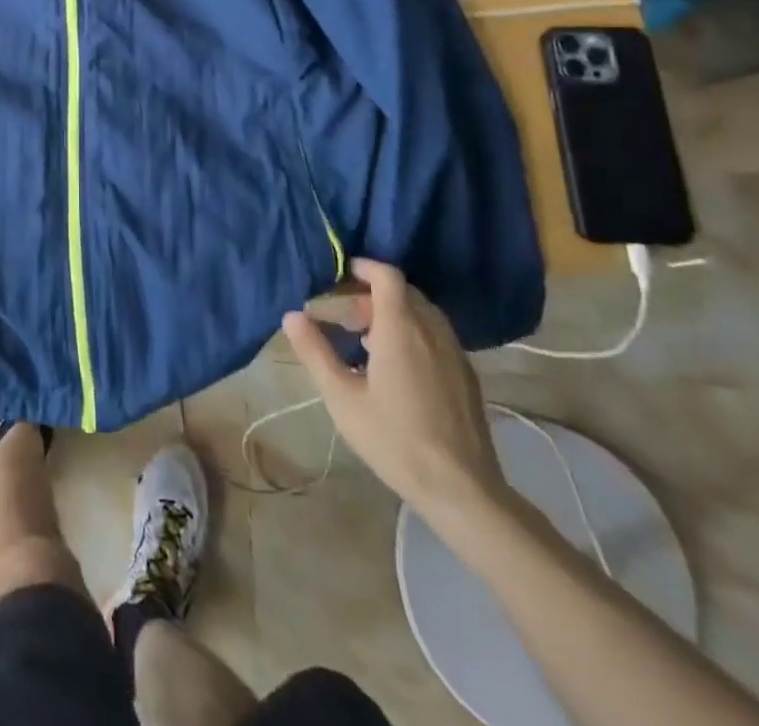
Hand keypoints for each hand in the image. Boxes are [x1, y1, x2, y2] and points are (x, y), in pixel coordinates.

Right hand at [281, 258, 506, 526]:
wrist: (463, 490)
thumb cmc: (395, 440)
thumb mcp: (342, 398)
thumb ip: (315, 351)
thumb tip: (292, 315)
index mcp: (401, 328)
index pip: (387, 275)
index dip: (364, 267)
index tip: (340, 274)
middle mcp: (431, 330)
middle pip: (403, 292)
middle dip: (371, 295)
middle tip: (343, 316)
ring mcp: (454, 353)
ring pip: (421, 313)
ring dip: (392, 314)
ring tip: (364, 341)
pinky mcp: (466, 375)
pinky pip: (435, 335)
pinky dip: (412, 333)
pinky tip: (395, 367)